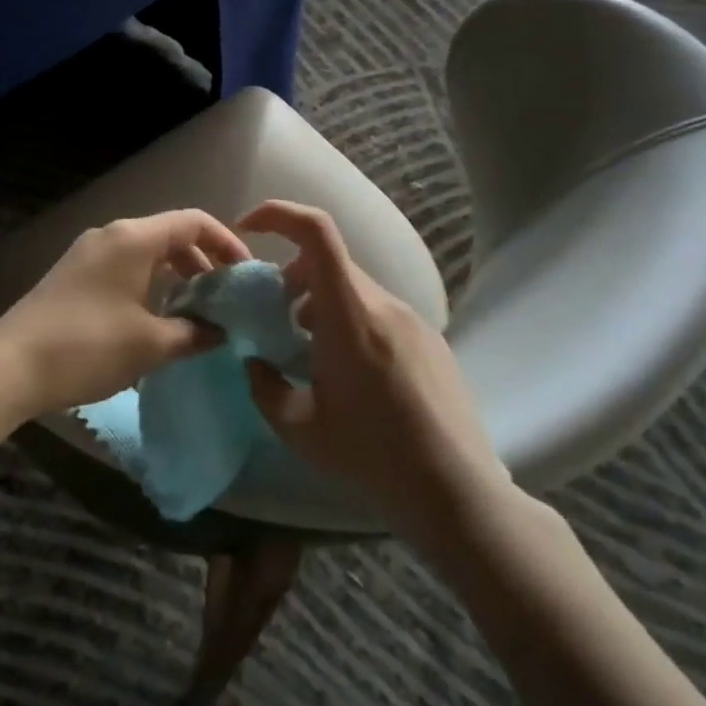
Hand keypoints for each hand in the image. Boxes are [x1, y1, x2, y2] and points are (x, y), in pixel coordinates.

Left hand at [0, 209, 251, 421]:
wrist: (10, 366)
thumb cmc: (87, 347)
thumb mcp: (150, 345)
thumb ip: (194, 333)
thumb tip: (221, 332)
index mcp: (133, 238)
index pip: (193, 222)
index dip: (226, 243)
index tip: (245, 274)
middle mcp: (110, 235)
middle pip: (169, 235)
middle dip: (202, 262)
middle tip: (223, 298)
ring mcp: (86, 254)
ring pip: (145, 253)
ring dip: (175, 276)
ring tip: (194, 312)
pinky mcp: (72, 275)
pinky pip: (123, 267)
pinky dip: (148, 284)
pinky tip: (154, 318)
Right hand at [238, 200, 511, 534]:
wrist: (456, 491)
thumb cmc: (372, 456)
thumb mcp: (299, 429)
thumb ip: (263, 387)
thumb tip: (255, 362)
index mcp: (349, 316)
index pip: (316, 232)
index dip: (278, 214)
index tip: (249, 229)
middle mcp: (383, 304)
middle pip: (328, 262)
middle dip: (290, 277)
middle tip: (274, 320)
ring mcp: (413, 319)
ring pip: (353, 288)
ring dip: (320, 303)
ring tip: (310, 352)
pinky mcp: (430, 339)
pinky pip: (378, 310)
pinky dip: (349, 320)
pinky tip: (351, 372)